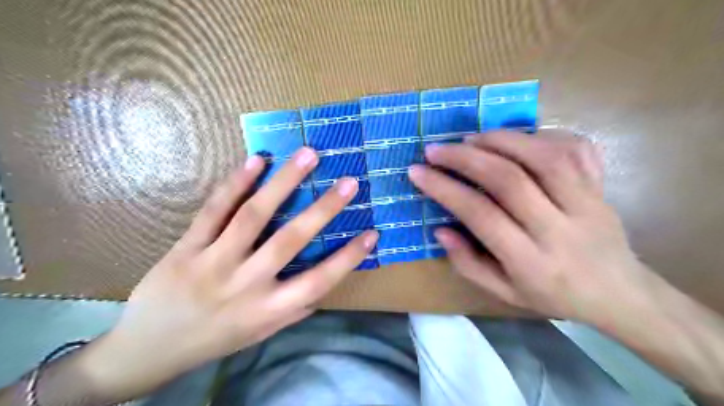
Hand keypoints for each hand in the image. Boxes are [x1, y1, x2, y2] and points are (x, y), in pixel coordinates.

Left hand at [78, 147, 379, 398]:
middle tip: (349, 182)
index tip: (373, 233)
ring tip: (307, 155)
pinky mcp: (186, 248)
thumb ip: (294, 308)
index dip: (348, 257)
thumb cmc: (216, 339)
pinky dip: (235, 183)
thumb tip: (323, 284)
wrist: (148, 350)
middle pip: (290, 240)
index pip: (319, 281)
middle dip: (324, 209)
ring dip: (284, 182)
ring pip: (253, 216)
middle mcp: (246, 284)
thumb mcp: (262, 333)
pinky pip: (213, 211)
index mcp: (269, 309)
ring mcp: (213, 263)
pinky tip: (256, 161)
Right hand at [412, 130, 657, 325]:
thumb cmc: (554, 295)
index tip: (417, 172)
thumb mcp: (504, 293)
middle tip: (436, 149)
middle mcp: (560, 228)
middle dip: (465, 158)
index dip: (445, 189)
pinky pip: (575, 148)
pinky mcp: (601, 186)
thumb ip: (468, 263)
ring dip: (500, 140)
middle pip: (510, 180)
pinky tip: (516, 138)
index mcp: (531, 261)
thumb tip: (439, 229)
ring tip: (470, 138)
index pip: (481, 215)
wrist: (620, 293)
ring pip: (544, 157)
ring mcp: (587, 203)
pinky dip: (541, 135)